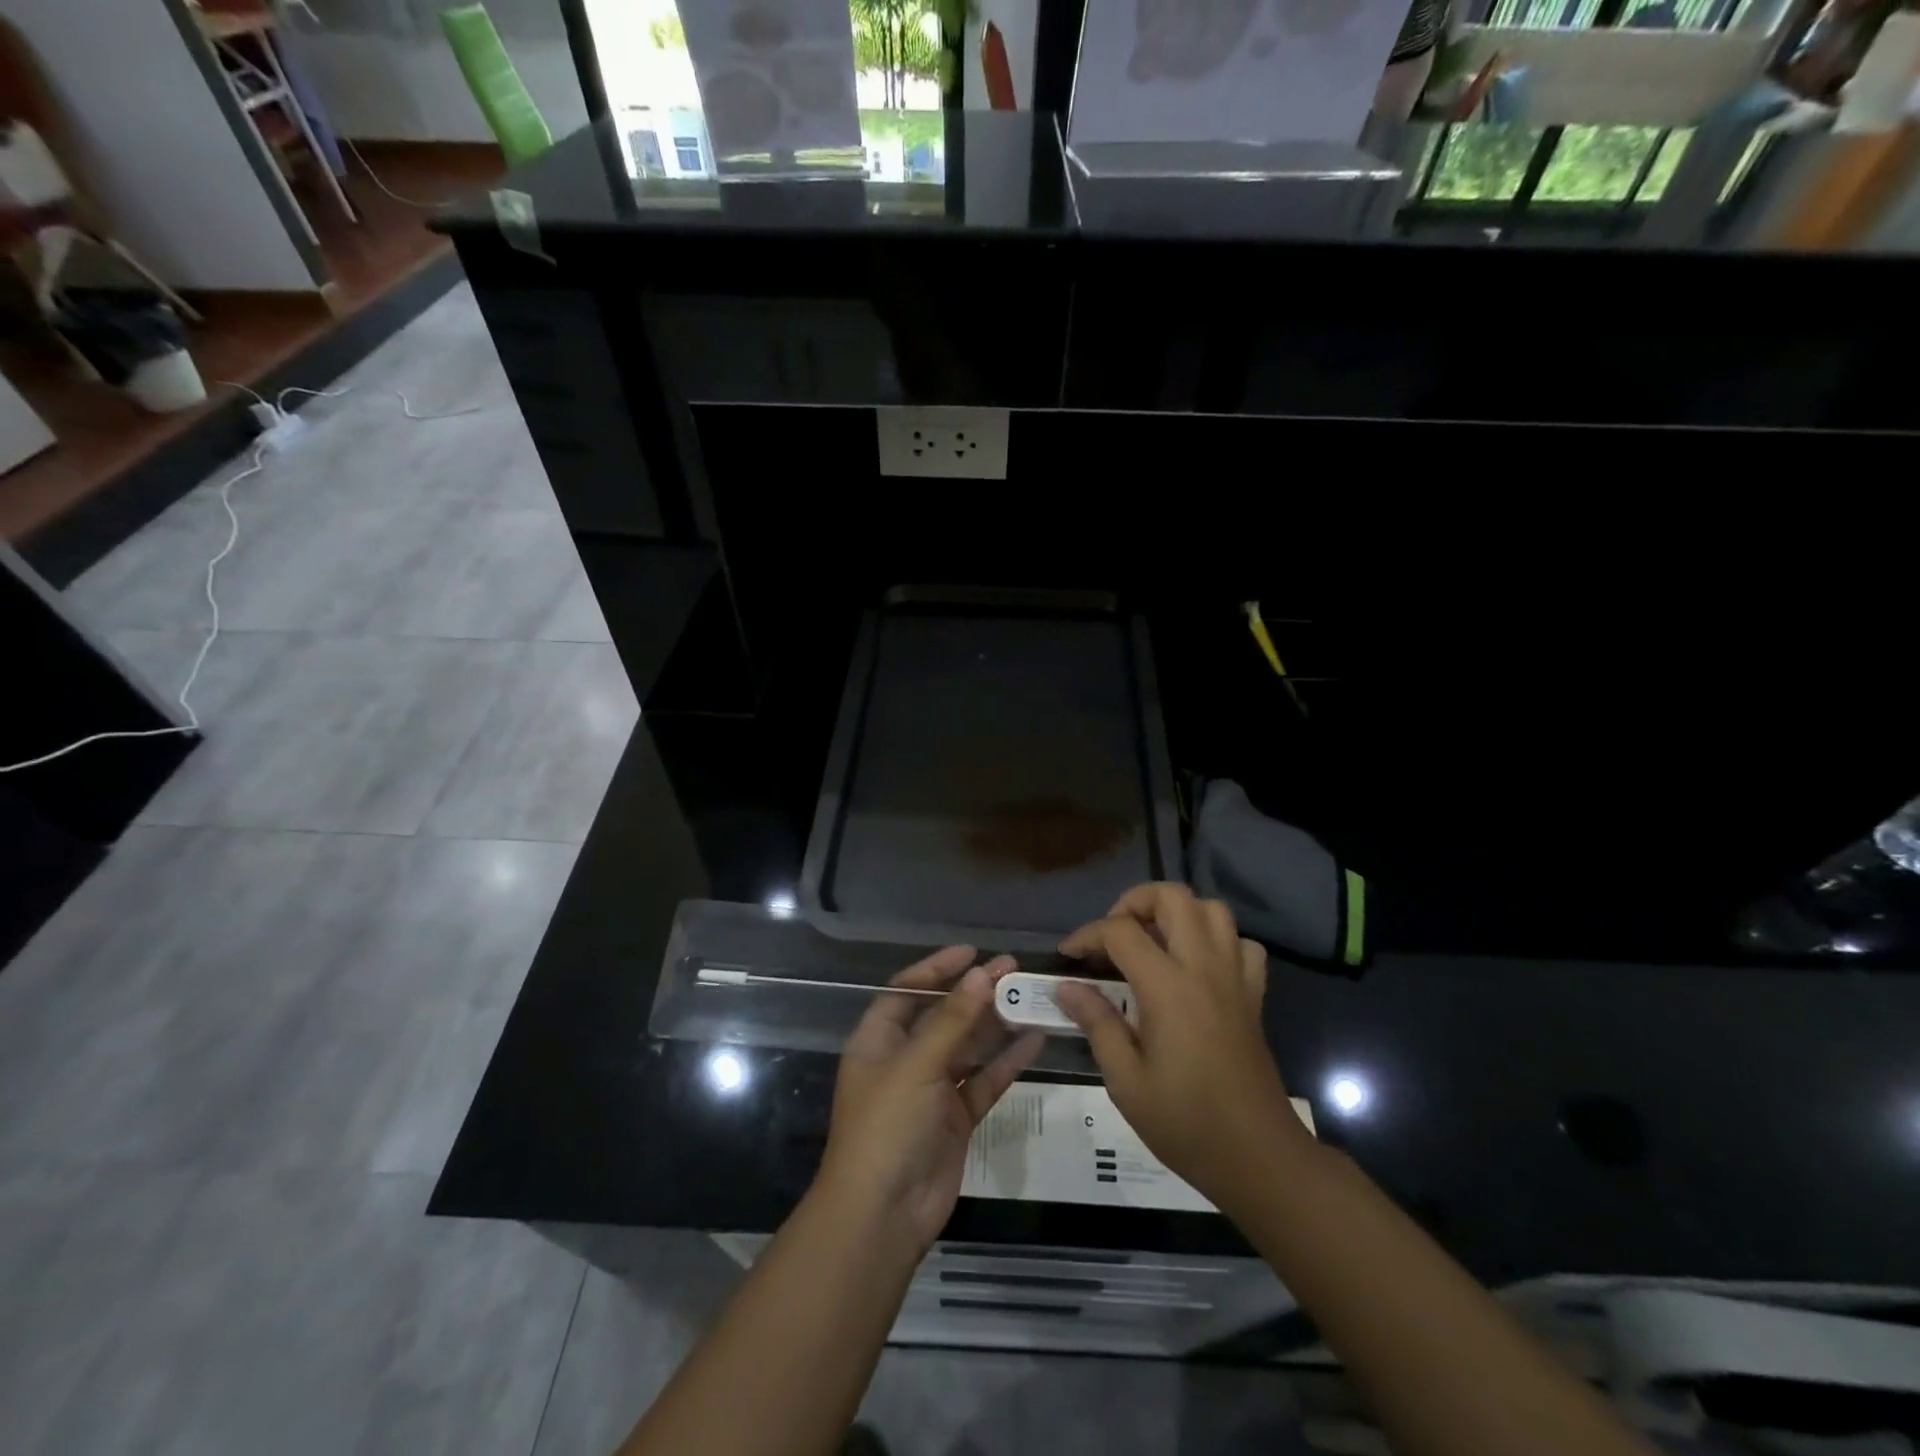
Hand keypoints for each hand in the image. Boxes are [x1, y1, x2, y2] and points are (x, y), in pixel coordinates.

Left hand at [817, 947, 1043, 1253]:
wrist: (883, 1216)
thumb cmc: (887, 1126)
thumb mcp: (916, 1065)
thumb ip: (952, 1019)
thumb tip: (982, 973)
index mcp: (879, 1040)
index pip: (907, 990)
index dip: (937, 969)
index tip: (972, 953)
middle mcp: (905, 1059)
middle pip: (943, 1015)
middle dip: (975, 992)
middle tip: (1014, 969)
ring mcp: (933, 1089)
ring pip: (969, 1046)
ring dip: (996, 1023)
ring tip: (1031, 996)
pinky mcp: (957, 1118)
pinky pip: (985, 1080)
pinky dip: (1007, 1061)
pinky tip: (1035, 1039)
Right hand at [1055, 884, 1311, 1210]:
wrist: (1259, 1158)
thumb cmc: (1185, 1123)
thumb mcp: (1126, 1081)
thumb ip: (1097, 1023)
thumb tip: (1066, 986)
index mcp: (1168, 988)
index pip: (1121, 931)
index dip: (1087, 935)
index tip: (1068, 957)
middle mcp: (1204, 968)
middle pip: (1173, 897)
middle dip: (1134, 902)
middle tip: (1113, 936)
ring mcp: (1235, 978)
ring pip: (1212, 910)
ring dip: (1177, 913)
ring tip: (1152, 942)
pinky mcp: (1253, 995)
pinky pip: (1242, 945)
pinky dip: (1217, 941)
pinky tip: (1197, 967)